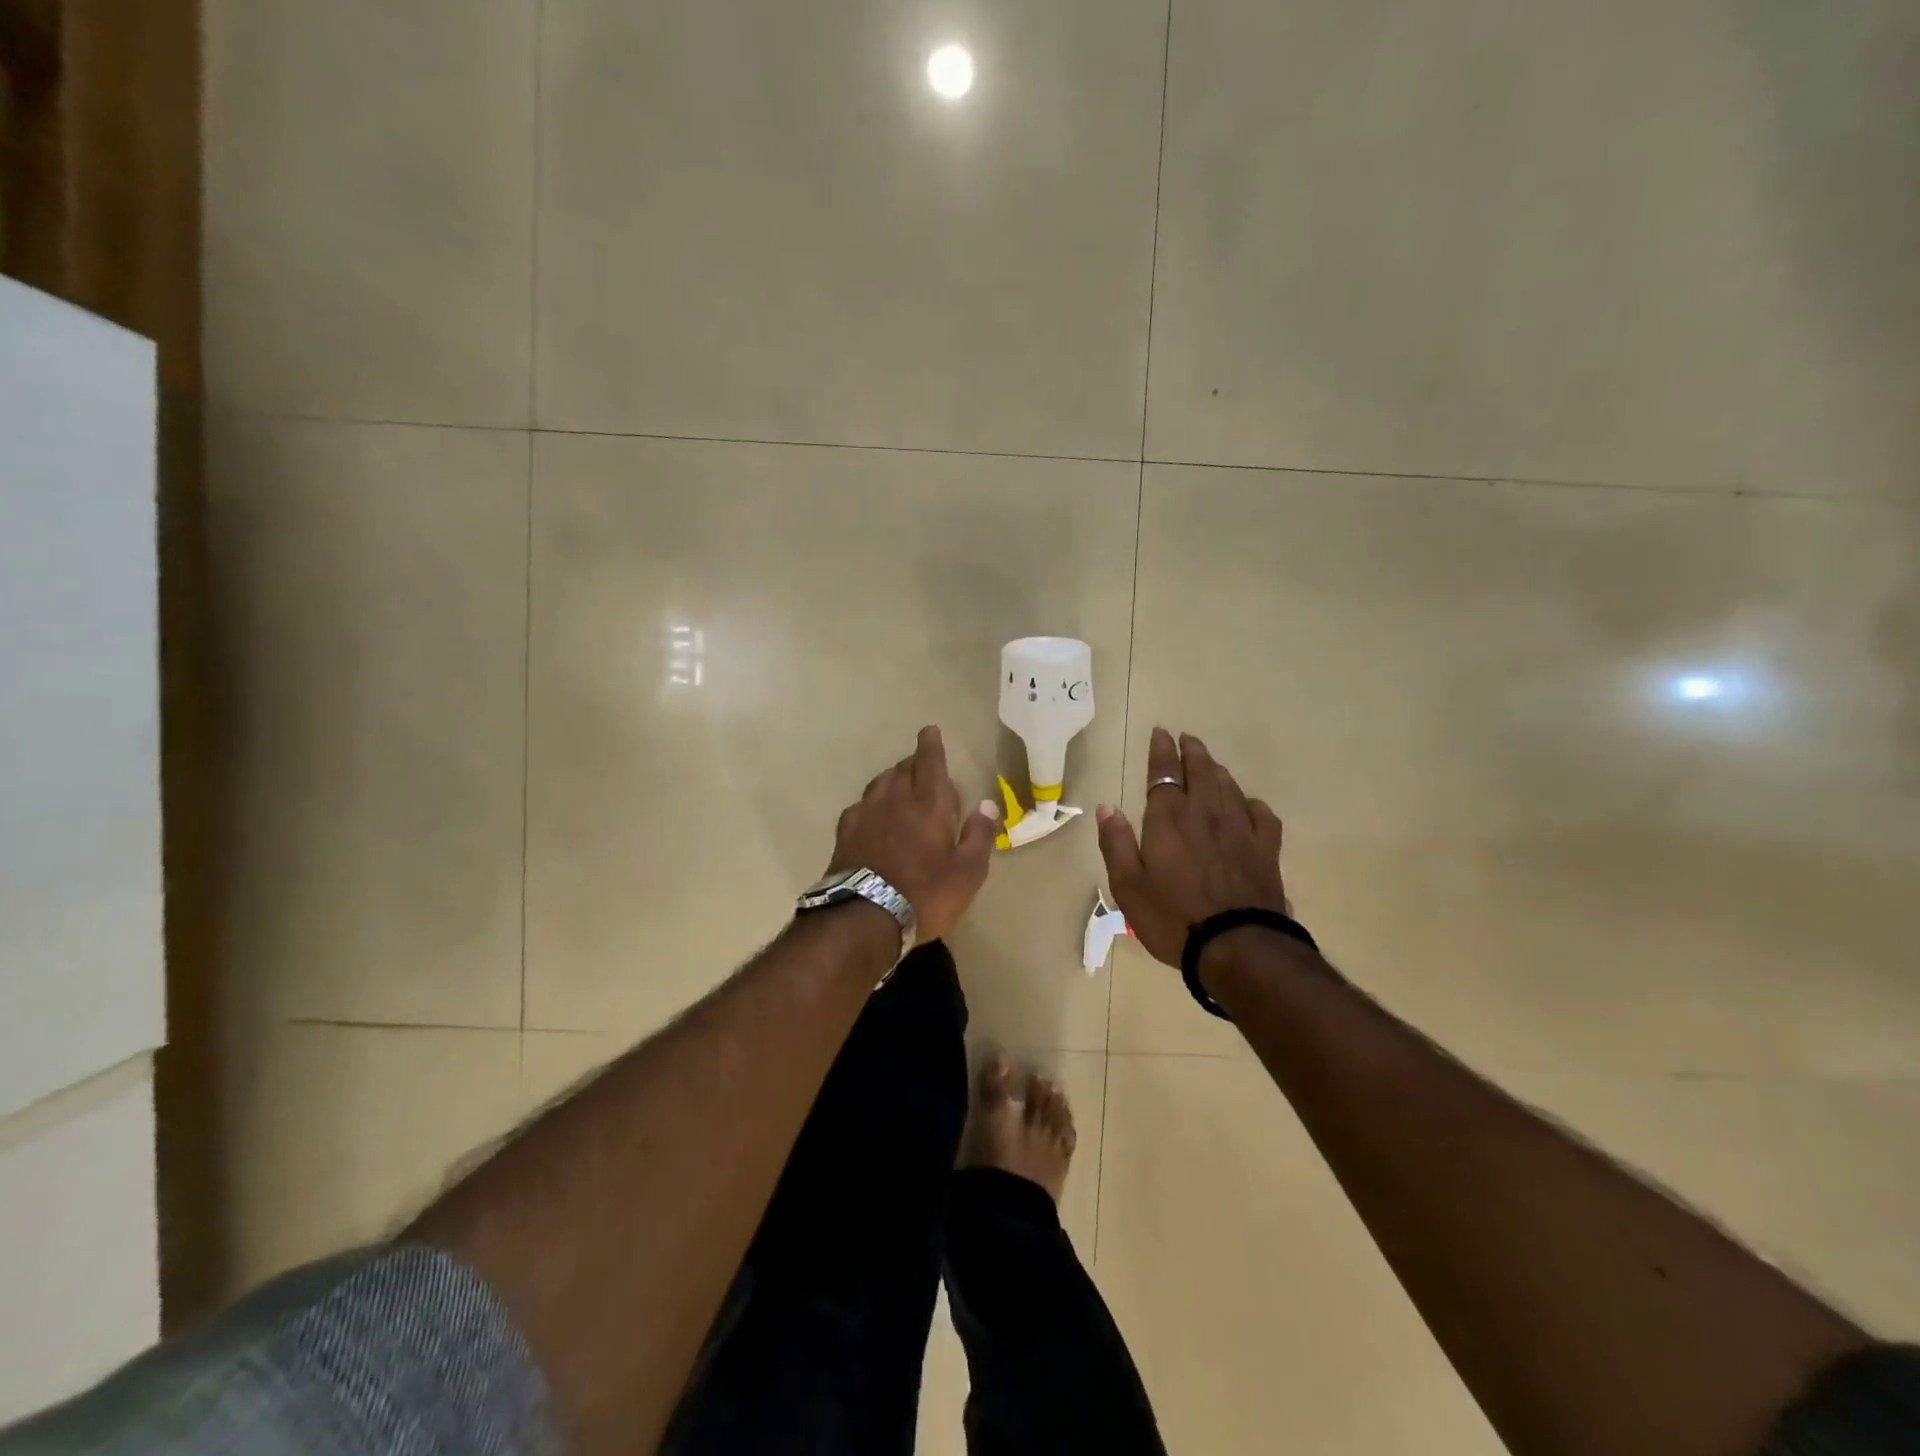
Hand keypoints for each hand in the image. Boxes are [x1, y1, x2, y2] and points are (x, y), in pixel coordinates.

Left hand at [827, 726, 999, 943]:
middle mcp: (895, 799)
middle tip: (923, 768)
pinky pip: (861, 805)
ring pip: (880, 783)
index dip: (931, 745)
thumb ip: (979, 835)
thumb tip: (987, 804)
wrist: (863, 917)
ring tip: (900, 787)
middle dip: (914, 763)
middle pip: (903, 769)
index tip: (929, 730)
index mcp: (928, 804)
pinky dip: (873, 803)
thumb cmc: (925, 894)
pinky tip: (874, 816)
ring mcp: (865, 813)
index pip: (930, 763)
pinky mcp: (845, 832)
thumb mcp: (967, 872)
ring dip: (893, 779)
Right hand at [1095, 728, 1288, 967]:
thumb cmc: (1173, 918)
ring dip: (1217, 770)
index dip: (1162, 751)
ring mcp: (1240, 830)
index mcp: (1169, 819)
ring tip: (1209, 763)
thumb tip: (1107, 807)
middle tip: (1186, 738)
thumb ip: (1116, 843)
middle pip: (1201, 771)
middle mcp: (1206, 813)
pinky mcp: (1266, 850)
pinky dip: (1250, 802)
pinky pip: (1261, 814)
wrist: (1238, 947)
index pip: (1165, 773)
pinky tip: (1246, 805)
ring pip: (1229, 786)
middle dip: (1192, 751)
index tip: (1161, 733)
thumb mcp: (1128, 886)